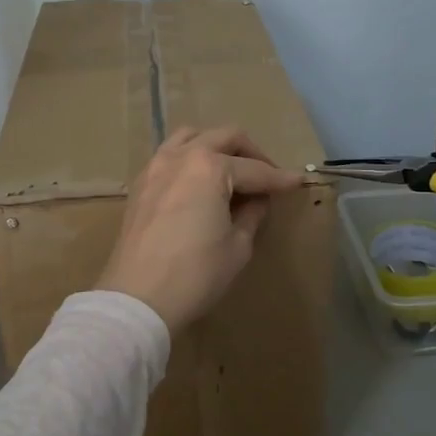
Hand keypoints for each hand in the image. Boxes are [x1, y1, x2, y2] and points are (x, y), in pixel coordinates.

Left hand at [98, 126, 304, 332]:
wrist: (137, 299)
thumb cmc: (195, 274)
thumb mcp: (237, 247)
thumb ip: (252, 214)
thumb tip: (257, 200)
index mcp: (210, 167)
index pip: (254, 169)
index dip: (279, 179)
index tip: (297, 182)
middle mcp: (182, 156)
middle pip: (224, 138)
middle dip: (251, 153)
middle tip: (267, 177)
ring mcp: (156, 166)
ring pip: (192, 137)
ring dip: (217, 147)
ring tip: (231, 171)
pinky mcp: (141, 183)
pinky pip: (170, 155)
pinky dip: (191, 158)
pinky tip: (200, 182)